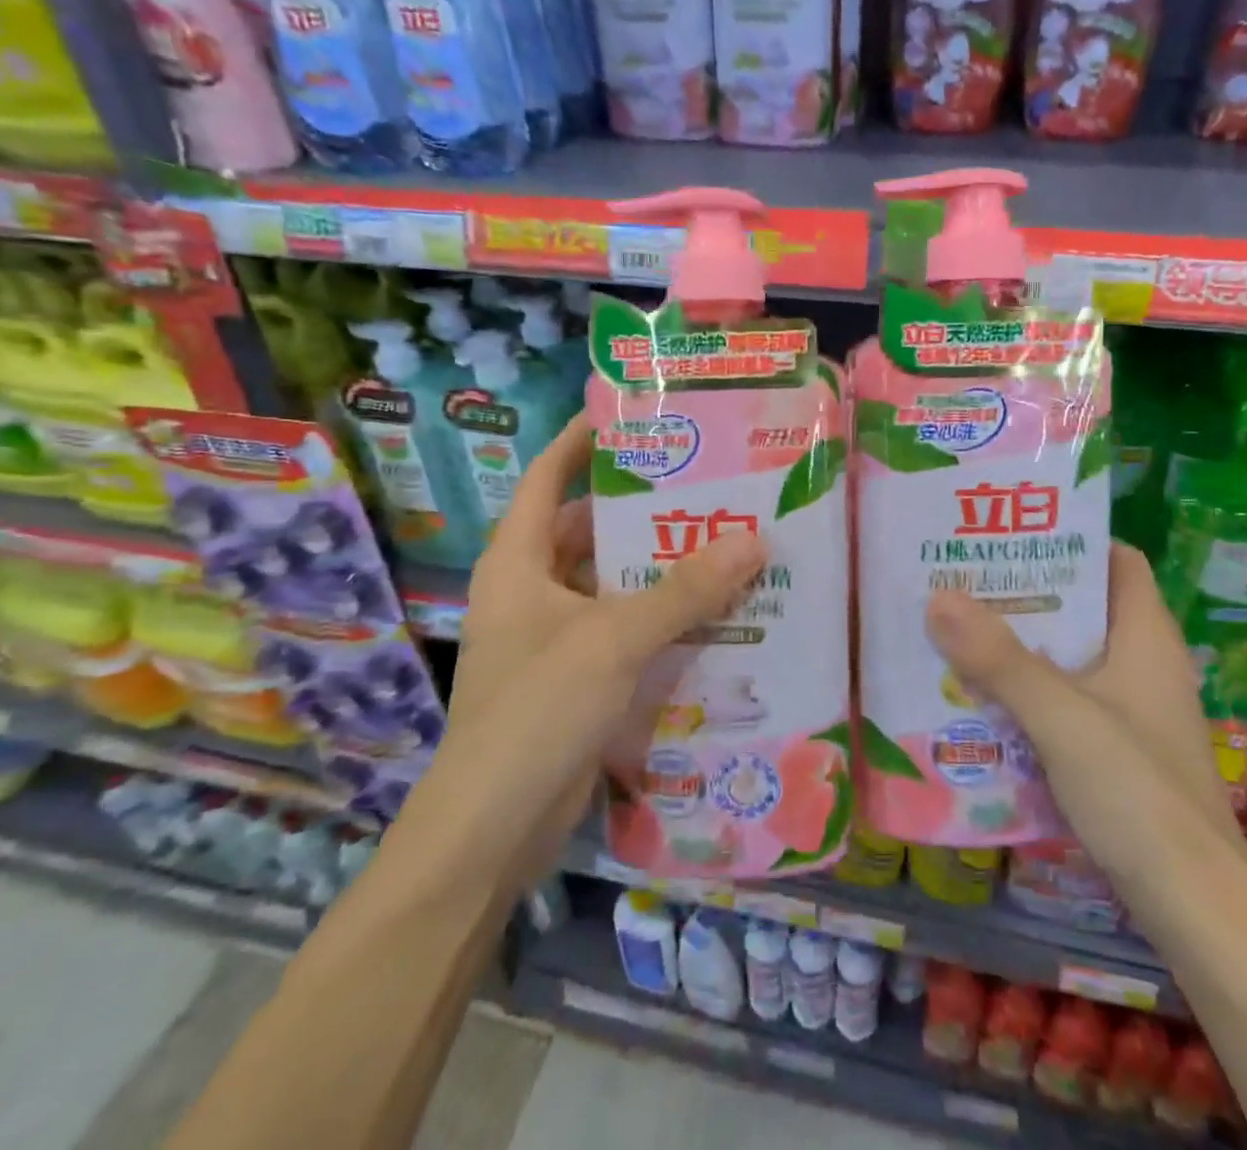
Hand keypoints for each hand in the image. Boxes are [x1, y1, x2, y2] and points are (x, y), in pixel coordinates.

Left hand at [412, 415, 766, 887]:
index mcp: (518, 561)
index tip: (630, 415)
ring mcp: (553, 637)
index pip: (546, 478)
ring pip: (612, 583)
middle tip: (706, 484)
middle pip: (589, 530)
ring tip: (724, 541)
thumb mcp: (614, 639)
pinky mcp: (577, 677)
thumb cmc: (536, 711)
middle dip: (642, 509)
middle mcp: (533, 590)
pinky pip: (624, 629)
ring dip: (659, 568)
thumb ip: (684, 590)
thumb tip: (755, 538)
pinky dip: (660, 617)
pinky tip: (713, 612)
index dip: (580, 442)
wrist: (491, 830)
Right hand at [925, 542, 1244, 888]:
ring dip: (1016, 645)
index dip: (1069, 538)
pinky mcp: (1113, 752)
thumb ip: (1000, 659)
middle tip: (961, 577)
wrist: (1195, 911)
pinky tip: (976, 696)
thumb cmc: (1139, 794)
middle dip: (1023, 591)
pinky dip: (1023, 692)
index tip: (1008, 532)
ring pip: (1066, 657)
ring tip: (954, 626)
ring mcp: (1128, 711)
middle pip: (1081, 606)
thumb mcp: (1062, 717)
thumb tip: (938, 596)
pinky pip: (1060, 701)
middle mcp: (1141, 664)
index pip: (1115, 560)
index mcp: (1146, 636)